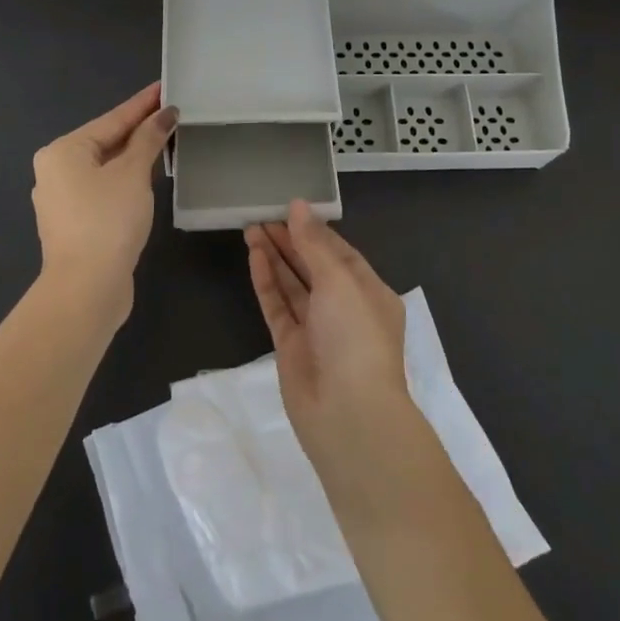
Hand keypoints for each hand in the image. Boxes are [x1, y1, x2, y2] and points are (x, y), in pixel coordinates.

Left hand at [32, 82, 175, 328]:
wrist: (86, 289)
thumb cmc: (107, 221)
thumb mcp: (132, 174)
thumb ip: (148, 140)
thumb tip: (164, 114)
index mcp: (63, 151)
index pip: (112, 119)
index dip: (143, 104)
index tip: (165, 87)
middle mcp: (56, 171)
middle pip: (106, 141)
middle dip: (139, 129)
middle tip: (171, 113)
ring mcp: (62, 200)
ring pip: (105, 167)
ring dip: (134, 155)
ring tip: (164, 140)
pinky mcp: (75, 224)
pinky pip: (104, 189)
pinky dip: (126, 179)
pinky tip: (146, 177)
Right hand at [246, 200, 411, 476]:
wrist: (347, 414)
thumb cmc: (355, 337)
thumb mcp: (340, 280)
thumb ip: (314, 244)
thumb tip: (297, 205)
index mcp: (369, 292)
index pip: (340, 252)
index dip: (314, 230)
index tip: (289, 208)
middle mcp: (344, 308)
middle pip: (313, 266)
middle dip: (290, 240)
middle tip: (262, 214)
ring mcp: (316, 328)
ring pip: (293, 284)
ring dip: (275, 256)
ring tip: (251, 227)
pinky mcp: (291, 347)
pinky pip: (277, 305)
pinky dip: (266, 281)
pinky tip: (254, 255)